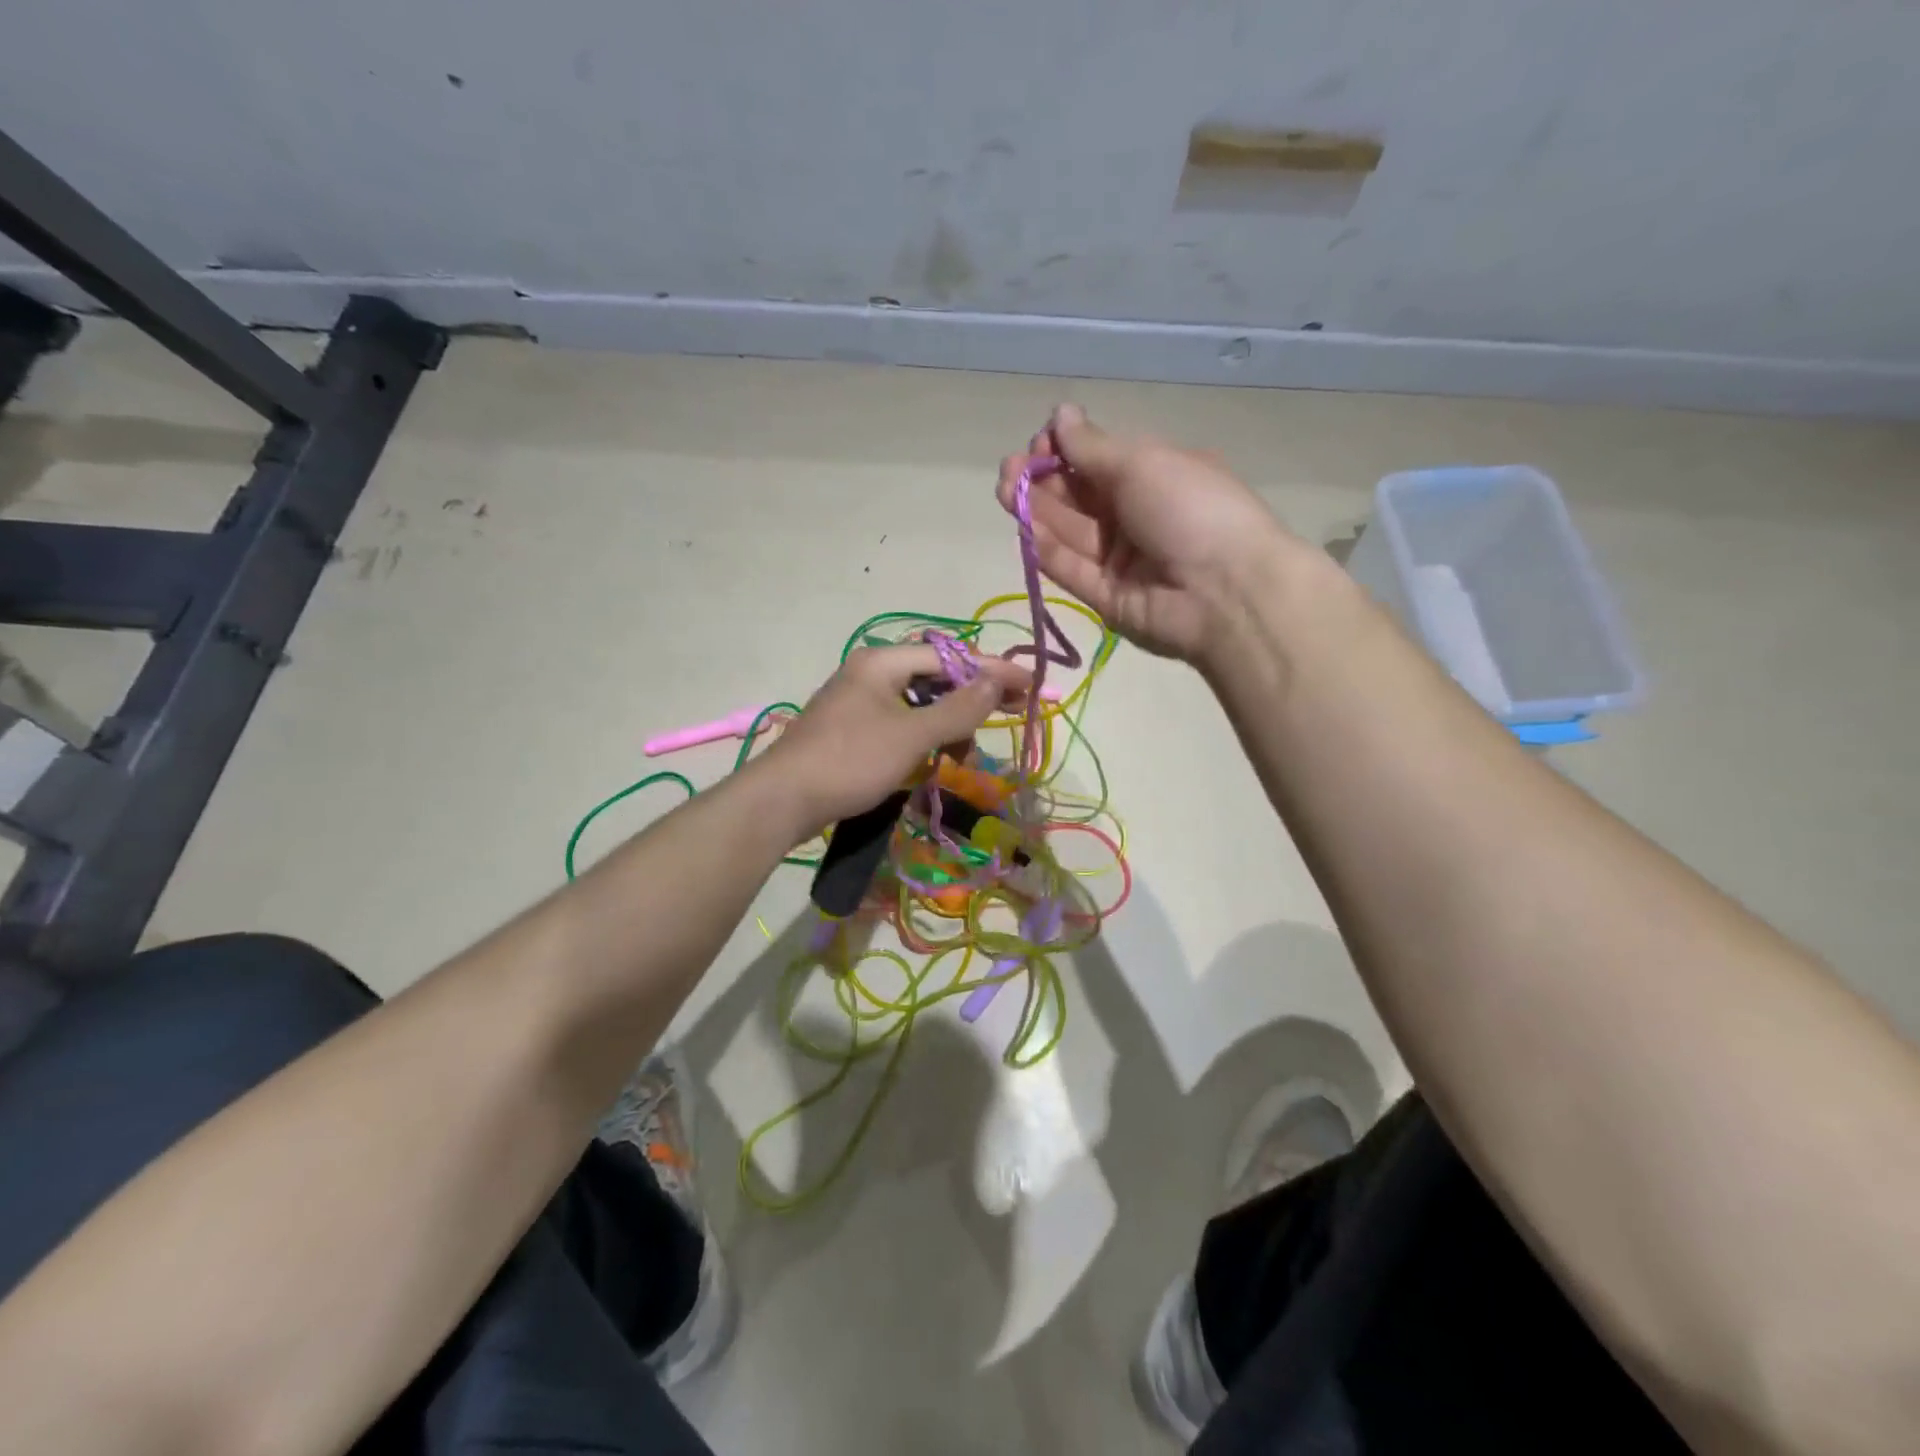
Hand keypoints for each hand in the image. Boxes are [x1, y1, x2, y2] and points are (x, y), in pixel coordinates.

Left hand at [761, 645, 1030, 835]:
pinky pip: (900, 722)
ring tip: (965, 750)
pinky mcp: (851, 729)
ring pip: (918, 702)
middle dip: (973, 696)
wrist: (782, 800)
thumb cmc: (851, 761)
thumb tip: (996, 680)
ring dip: (948, 722)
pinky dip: (923, 736)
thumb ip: (958, 708)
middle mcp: (869, 673)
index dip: (993, 670)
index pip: (950, 657)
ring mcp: (857, 701)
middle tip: (1014, 710)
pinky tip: (936, 756)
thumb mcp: (912, 735)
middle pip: (934, 676)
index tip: (1031, 684)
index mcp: (882, 662)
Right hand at [995, 404, 1303, 662]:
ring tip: (1005, 490)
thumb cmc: (1191, 509)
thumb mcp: (1142, 464)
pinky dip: (1048, 550)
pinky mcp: (1106, 598)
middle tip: (1009, 472)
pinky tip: (1026, 529)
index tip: (1042, 444)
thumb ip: (1092, 446)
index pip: (1096, 460)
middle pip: (1077, 497)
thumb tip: (1060, 414)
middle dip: (1041, 480)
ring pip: (1069, 532)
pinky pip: (1072, 570)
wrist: (1226, 592)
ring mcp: (1119, 559)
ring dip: (1036, 511)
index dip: (1064, 450)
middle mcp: (1134, 515)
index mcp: (1153, 475)